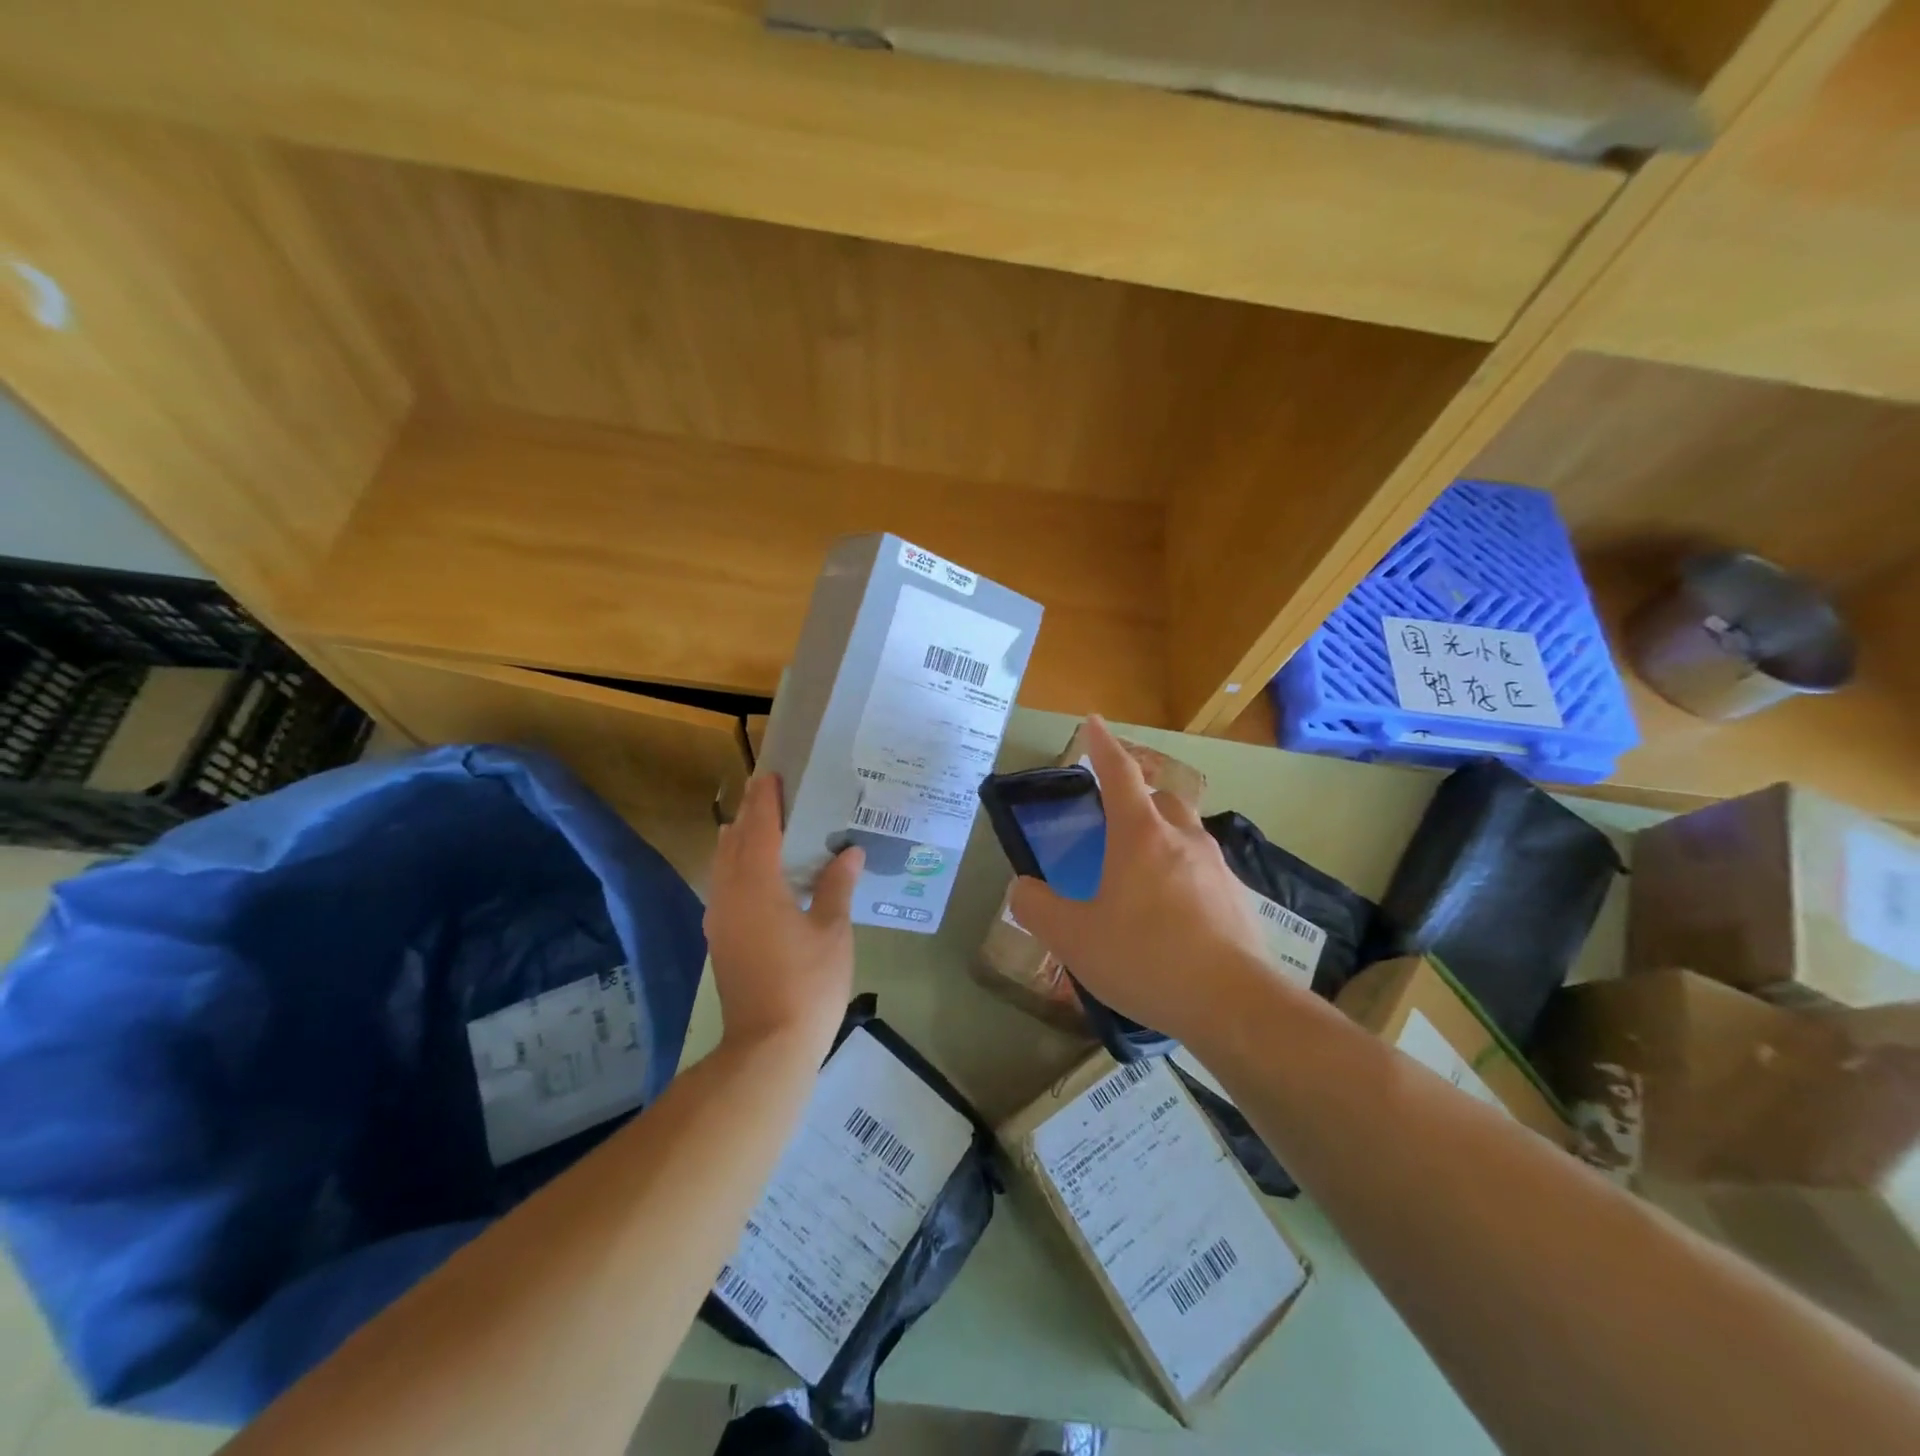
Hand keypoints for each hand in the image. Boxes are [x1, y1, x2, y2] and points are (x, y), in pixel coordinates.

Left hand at [704, 774, 862, 1053]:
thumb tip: (849, 851)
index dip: (766, 801)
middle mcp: (730, 896)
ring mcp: (720, 920)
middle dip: (750, 814)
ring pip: (724, 865)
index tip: (772, 774)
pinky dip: (737, 865)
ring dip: (740, 839)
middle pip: (735, 843)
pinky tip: (756, 872)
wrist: (768, 1047)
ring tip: (760, 823)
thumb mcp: (832, 932)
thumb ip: (837, 886)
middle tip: (768, 790)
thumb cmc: (808, 984)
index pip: (760, 830)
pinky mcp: (721, 939)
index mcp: (758, 887)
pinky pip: (724, 886)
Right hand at [1009, 717, 1293, 1046]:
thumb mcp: (1074, 938)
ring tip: (1141, 873)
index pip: (1119, 773)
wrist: (1233, 1004)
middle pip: (1161, 798)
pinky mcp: (1238, 900)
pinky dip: (1183, 876)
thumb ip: (1038, 908)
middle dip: (1138, 795)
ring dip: (1162, 838)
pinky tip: (1173, 915)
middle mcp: (1183, 839)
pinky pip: (1204, 872)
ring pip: (1186, 834)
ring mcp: (1217, 868)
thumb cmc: (1145, 958)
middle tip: (1115, 816)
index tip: (1095, 722)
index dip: (1103, 745)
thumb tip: (1022, 888)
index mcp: (1141, 835)